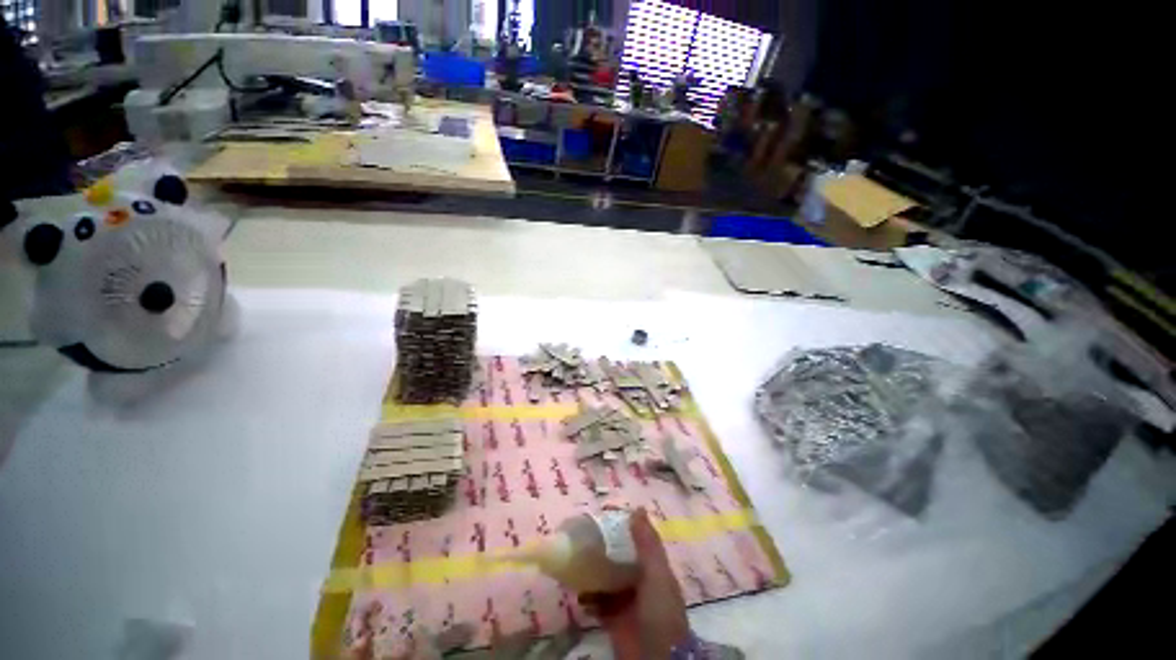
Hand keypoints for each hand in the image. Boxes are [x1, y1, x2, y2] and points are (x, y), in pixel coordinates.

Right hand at [581, 508, 690, 659]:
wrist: (656, 657)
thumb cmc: (660, 610)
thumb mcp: (657, 574)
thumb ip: (647, 544)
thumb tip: (637, 509)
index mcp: (652, 566)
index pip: (636, 539)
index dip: (621, 525)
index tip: (603, 513)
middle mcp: (638, 580)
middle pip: (618, 556)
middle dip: (602, 547)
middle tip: (582, 535)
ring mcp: (625, 599)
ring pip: (605, 577)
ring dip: (592, 570)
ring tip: (575, 559)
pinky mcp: (613, 618)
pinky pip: (597, 602)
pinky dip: (588, 597)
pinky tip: (578, 591)